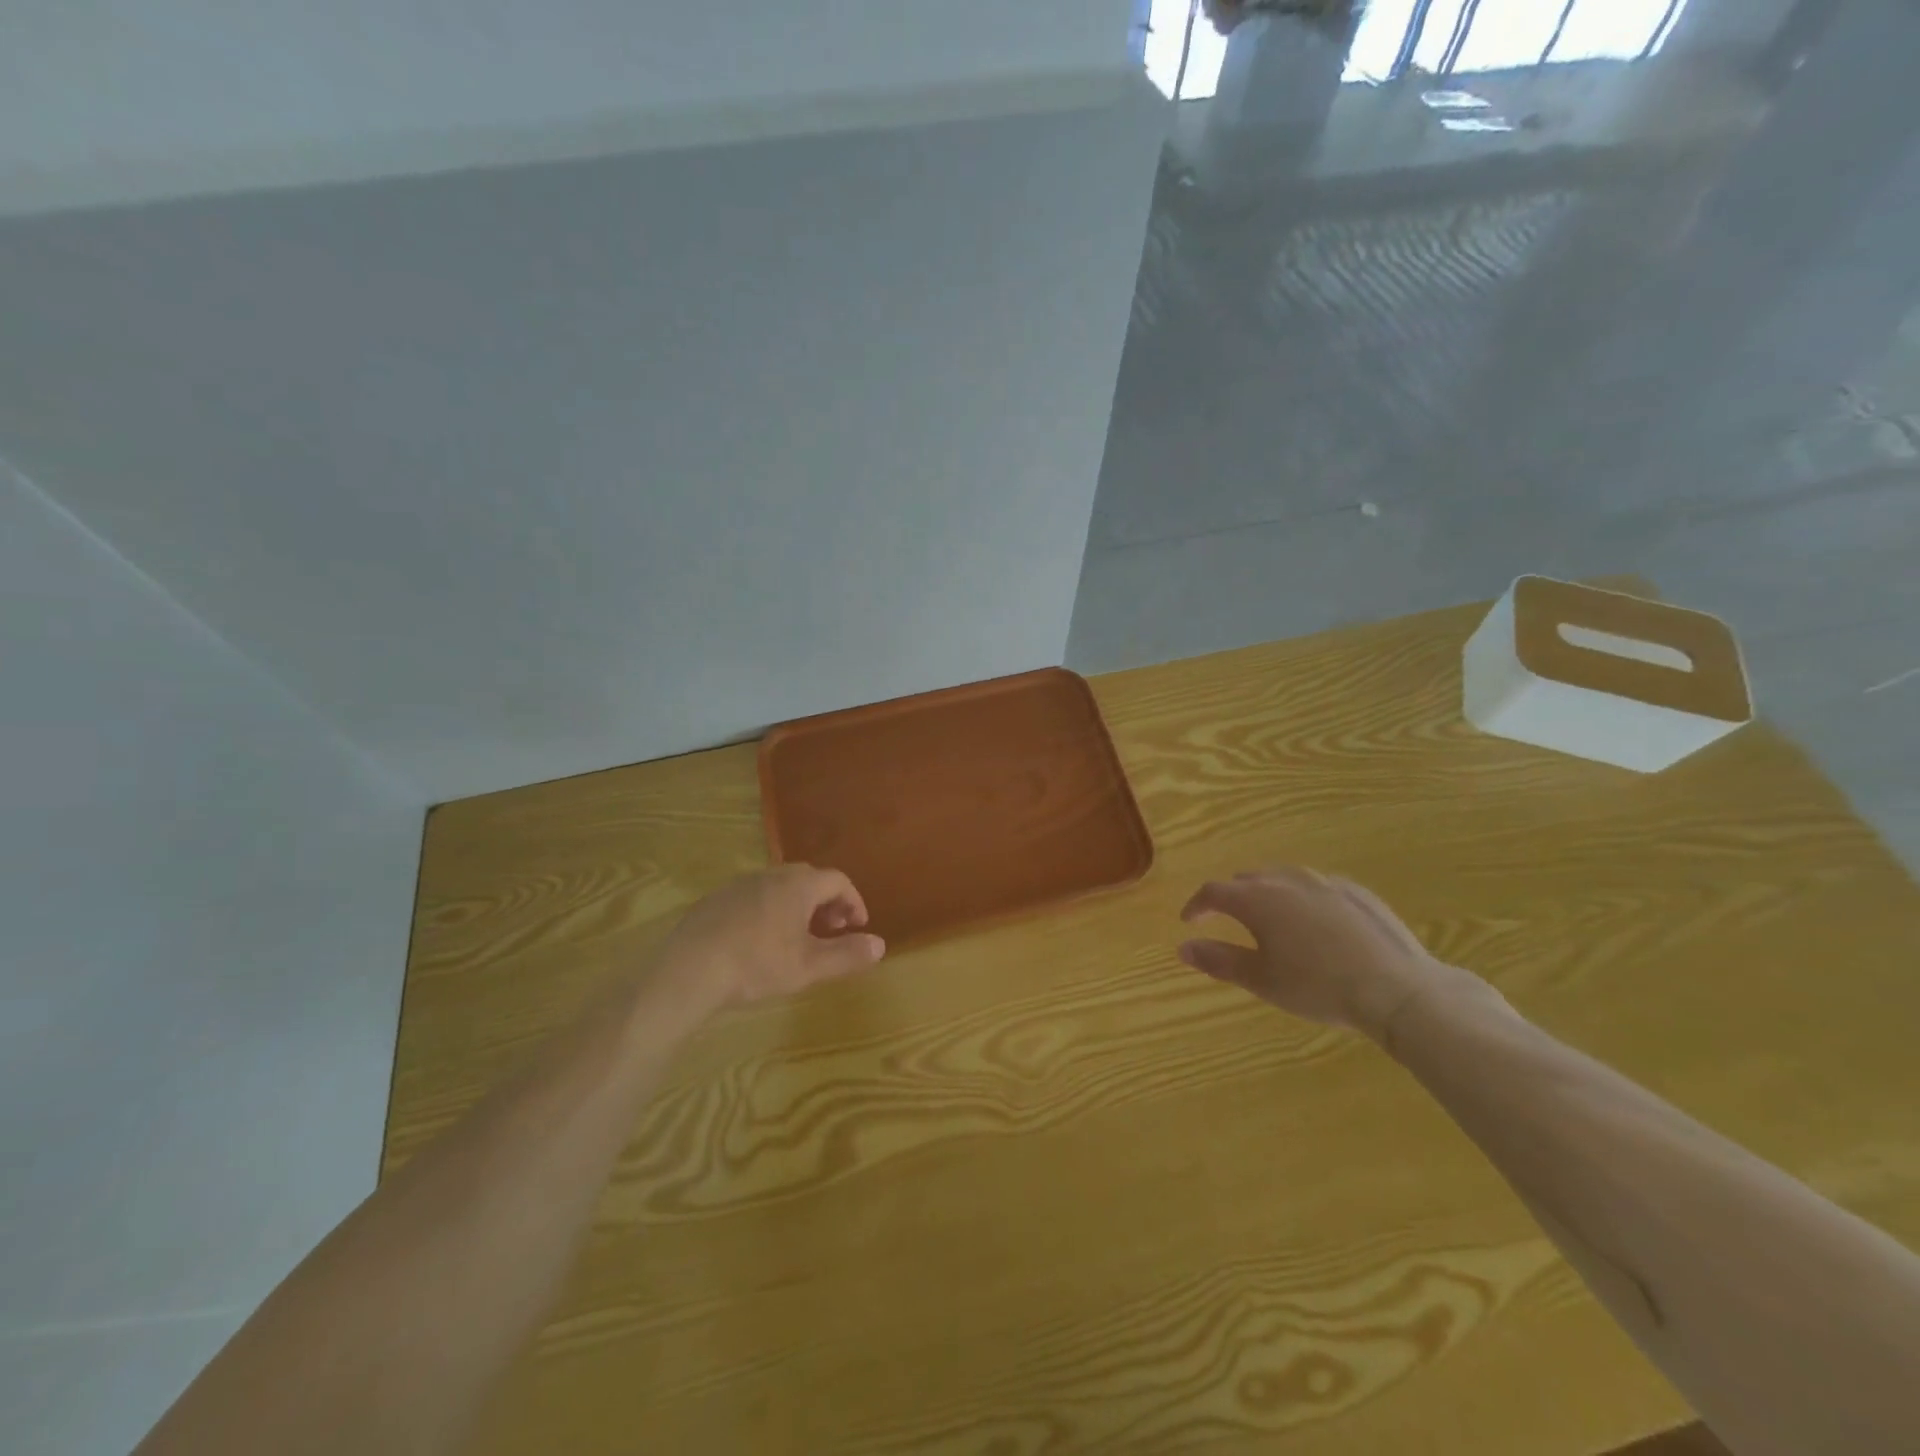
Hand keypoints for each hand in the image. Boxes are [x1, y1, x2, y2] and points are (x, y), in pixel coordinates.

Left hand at [657, 865, 885, 1011]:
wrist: (689, 969)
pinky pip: (755, 896)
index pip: (838, 881)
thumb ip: (847, 955)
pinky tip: (760, 940)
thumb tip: (880, 945)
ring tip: (798, 937)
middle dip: (827, 902)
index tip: (858, 926)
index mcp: (798, 885)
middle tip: (832, 930)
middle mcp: (771, 875)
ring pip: (780, 886)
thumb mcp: (809, 967)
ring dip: (798, 906)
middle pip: (809, 879)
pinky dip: (770, 910)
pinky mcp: (716, 899)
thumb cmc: (757, 964)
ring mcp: (740, 884)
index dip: (854, 901)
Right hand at [1178, 866, 1474, 1040]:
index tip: (1190, 921)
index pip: (1213, 891)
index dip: (1197, 905)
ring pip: (1283, 878)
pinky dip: (1303, 899)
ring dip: (1268, 893)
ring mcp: (1325, 882)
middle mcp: (1286, 880)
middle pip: (1248, 880)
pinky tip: (1316, 922)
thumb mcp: (1262, 980)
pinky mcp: (1356, 892)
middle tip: (1228, 920)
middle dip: (1232, 897)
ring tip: (1270, 917)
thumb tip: (1183, 947)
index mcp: (1257, 899)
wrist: (1397, 989)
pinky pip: (1317, 887)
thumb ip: (1219, 960)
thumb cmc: (1318, 986)